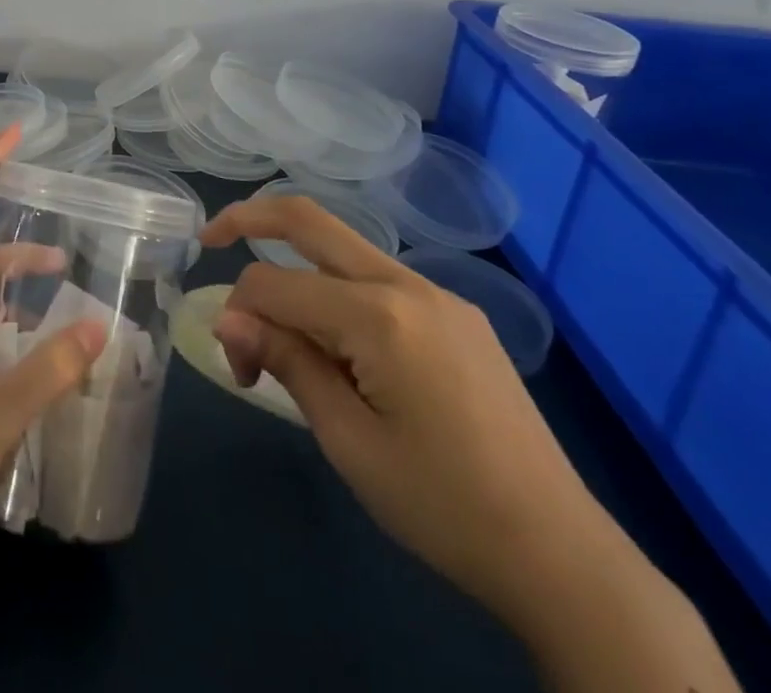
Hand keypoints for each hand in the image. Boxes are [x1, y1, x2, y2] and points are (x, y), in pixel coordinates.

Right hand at [202, 196, 737, 691]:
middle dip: (250, 217)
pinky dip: (336, 291)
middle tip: (210, 237)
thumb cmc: (442, 505)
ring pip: (342, 249)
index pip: (275, 284)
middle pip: (309, 219)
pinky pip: (377, 280)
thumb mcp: (348, 441)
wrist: (560, 553)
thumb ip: (287, 362)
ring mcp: (438, 294)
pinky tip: (336, 342)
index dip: (240, 316)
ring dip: (296, 268)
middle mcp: (407, 283)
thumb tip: (228, 320)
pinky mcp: (456, 314)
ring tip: (279, 331)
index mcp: (378, 314)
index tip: (239, 371)